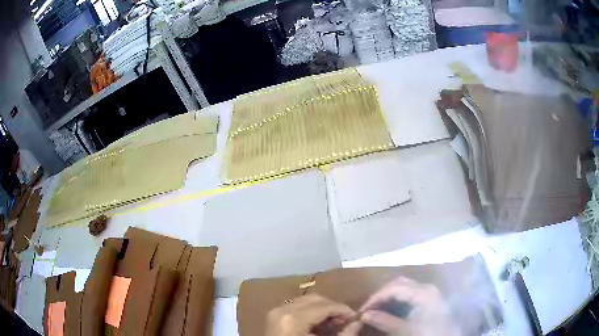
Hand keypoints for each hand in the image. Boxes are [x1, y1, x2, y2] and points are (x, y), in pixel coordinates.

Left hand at [266, 294, 361, 335]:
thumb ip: (344, 335)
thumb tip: (358, 321)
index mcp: (293, 318)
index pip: (325, 305)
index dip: (343, 310)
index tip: (355, 318)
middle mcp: (282, 309)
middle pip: (315, 299)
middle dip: (333, 307)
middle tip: (345, 320)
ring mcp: (275, 312)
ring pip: (305, 301)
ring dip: (322, 308)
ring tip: (334, 322)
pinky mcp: (273, 316)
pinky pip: (296, 306)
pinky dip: (310, 311)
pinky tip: (318, 323)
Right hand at [360, 277, 461, 335]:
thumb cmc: (428, 333)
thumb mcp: (405, 330)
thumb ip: (384, 321)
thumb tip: (364, 315)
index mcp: (422, 292)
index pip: (394, 288)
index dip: (376, 298)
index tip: (362, 310)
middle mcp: (426, 287)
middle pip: (399, 283)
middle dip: (381, 295)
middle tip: (368, 309)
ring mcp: (428, 292)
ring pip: (404, 287)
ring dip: (388, 296)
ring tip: (376, 309)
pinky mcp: (429, 299)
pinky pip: (409, 293)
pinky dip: (396, 300)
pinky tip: (389, 310)